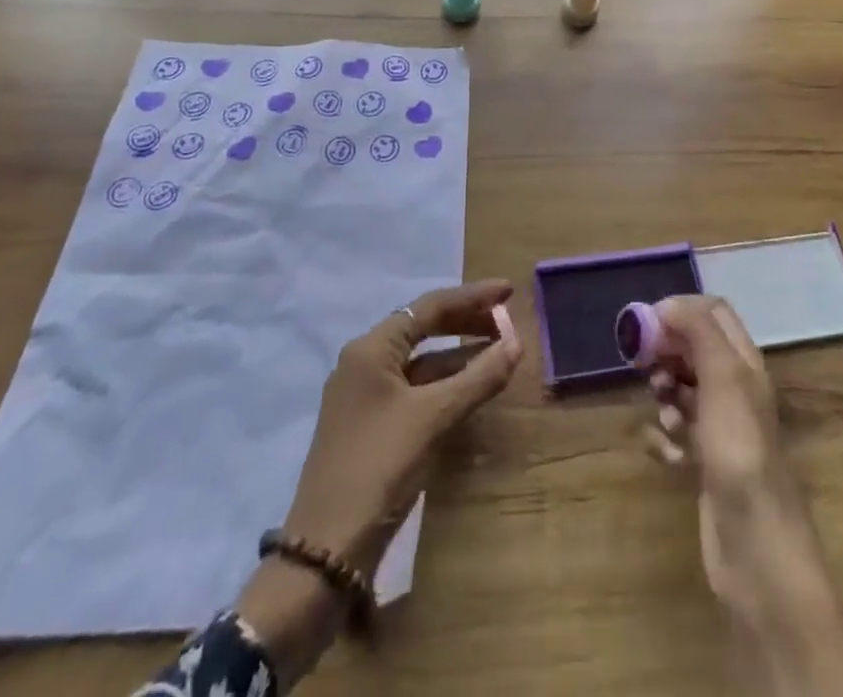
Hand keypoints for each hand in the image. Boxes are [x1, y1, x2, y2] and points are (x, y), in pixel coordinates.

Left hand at [239, 280, 520, 679]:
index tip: (508, 290)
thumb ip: (477, 378)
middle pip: (423, 329)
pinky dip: (445, 384)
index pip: (429, 307)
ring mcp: (365, 396)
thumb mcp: (433, 418)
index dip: (472, 297)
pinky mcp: (371, 427)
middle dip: (466, 322)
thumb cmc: (378, 467)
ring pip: (421, 361)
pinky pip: (415, 389)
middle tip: (507, 321)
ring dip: (459, 355)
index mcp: (371, 348)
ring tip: (499, 352)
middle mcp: (364, 363)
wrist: (326, 552)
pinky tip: (471, 391)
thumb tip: (517, 342)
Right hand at [646, 297, 842, 696]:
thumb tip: (667, 304)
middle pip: (694, 348)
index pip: (713, 312)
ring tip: (663, 416)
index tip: (648, 325)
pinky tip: (666, 454)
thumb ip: (698, 332)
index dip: (679, 310)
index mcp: (744, 363)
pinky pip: (677, 433)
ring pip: (682, 389)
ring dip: (664, 394)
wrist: (756, 549)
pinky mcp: (707, 463)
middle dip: (666, 352)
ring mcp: (722, 428)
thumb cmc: (740, 452)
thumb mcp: (723, 379)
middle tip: (644, 368)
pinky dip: (665, 436)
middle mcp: (735, 389)